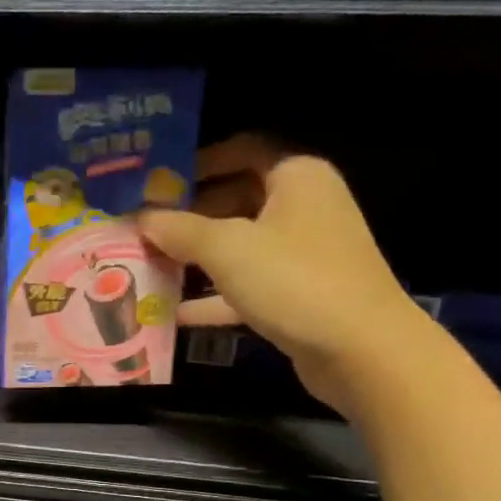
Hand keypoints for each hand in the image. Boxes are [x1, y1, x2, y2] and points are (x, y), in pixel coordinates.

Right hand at [138, 135, 429, 416]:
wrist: (361, 350)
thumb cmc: (293, 280)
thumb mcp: (226, 249)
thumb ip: (178, 229)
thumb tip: (139, 217)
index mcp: (296, 178)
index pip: (242, 150)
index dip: (197, 162)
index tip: (155, 182)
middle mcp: (303, 207)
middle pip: (235, 199)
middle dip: (188, 215)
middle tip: (142, 229)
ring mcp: (302, 253)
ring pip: (238, 245)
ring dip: (195, 257)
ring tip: (147, 267)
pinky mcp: (297, 294)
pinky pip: (245, 285)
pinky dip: (212, 296)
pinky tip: (173, 313)